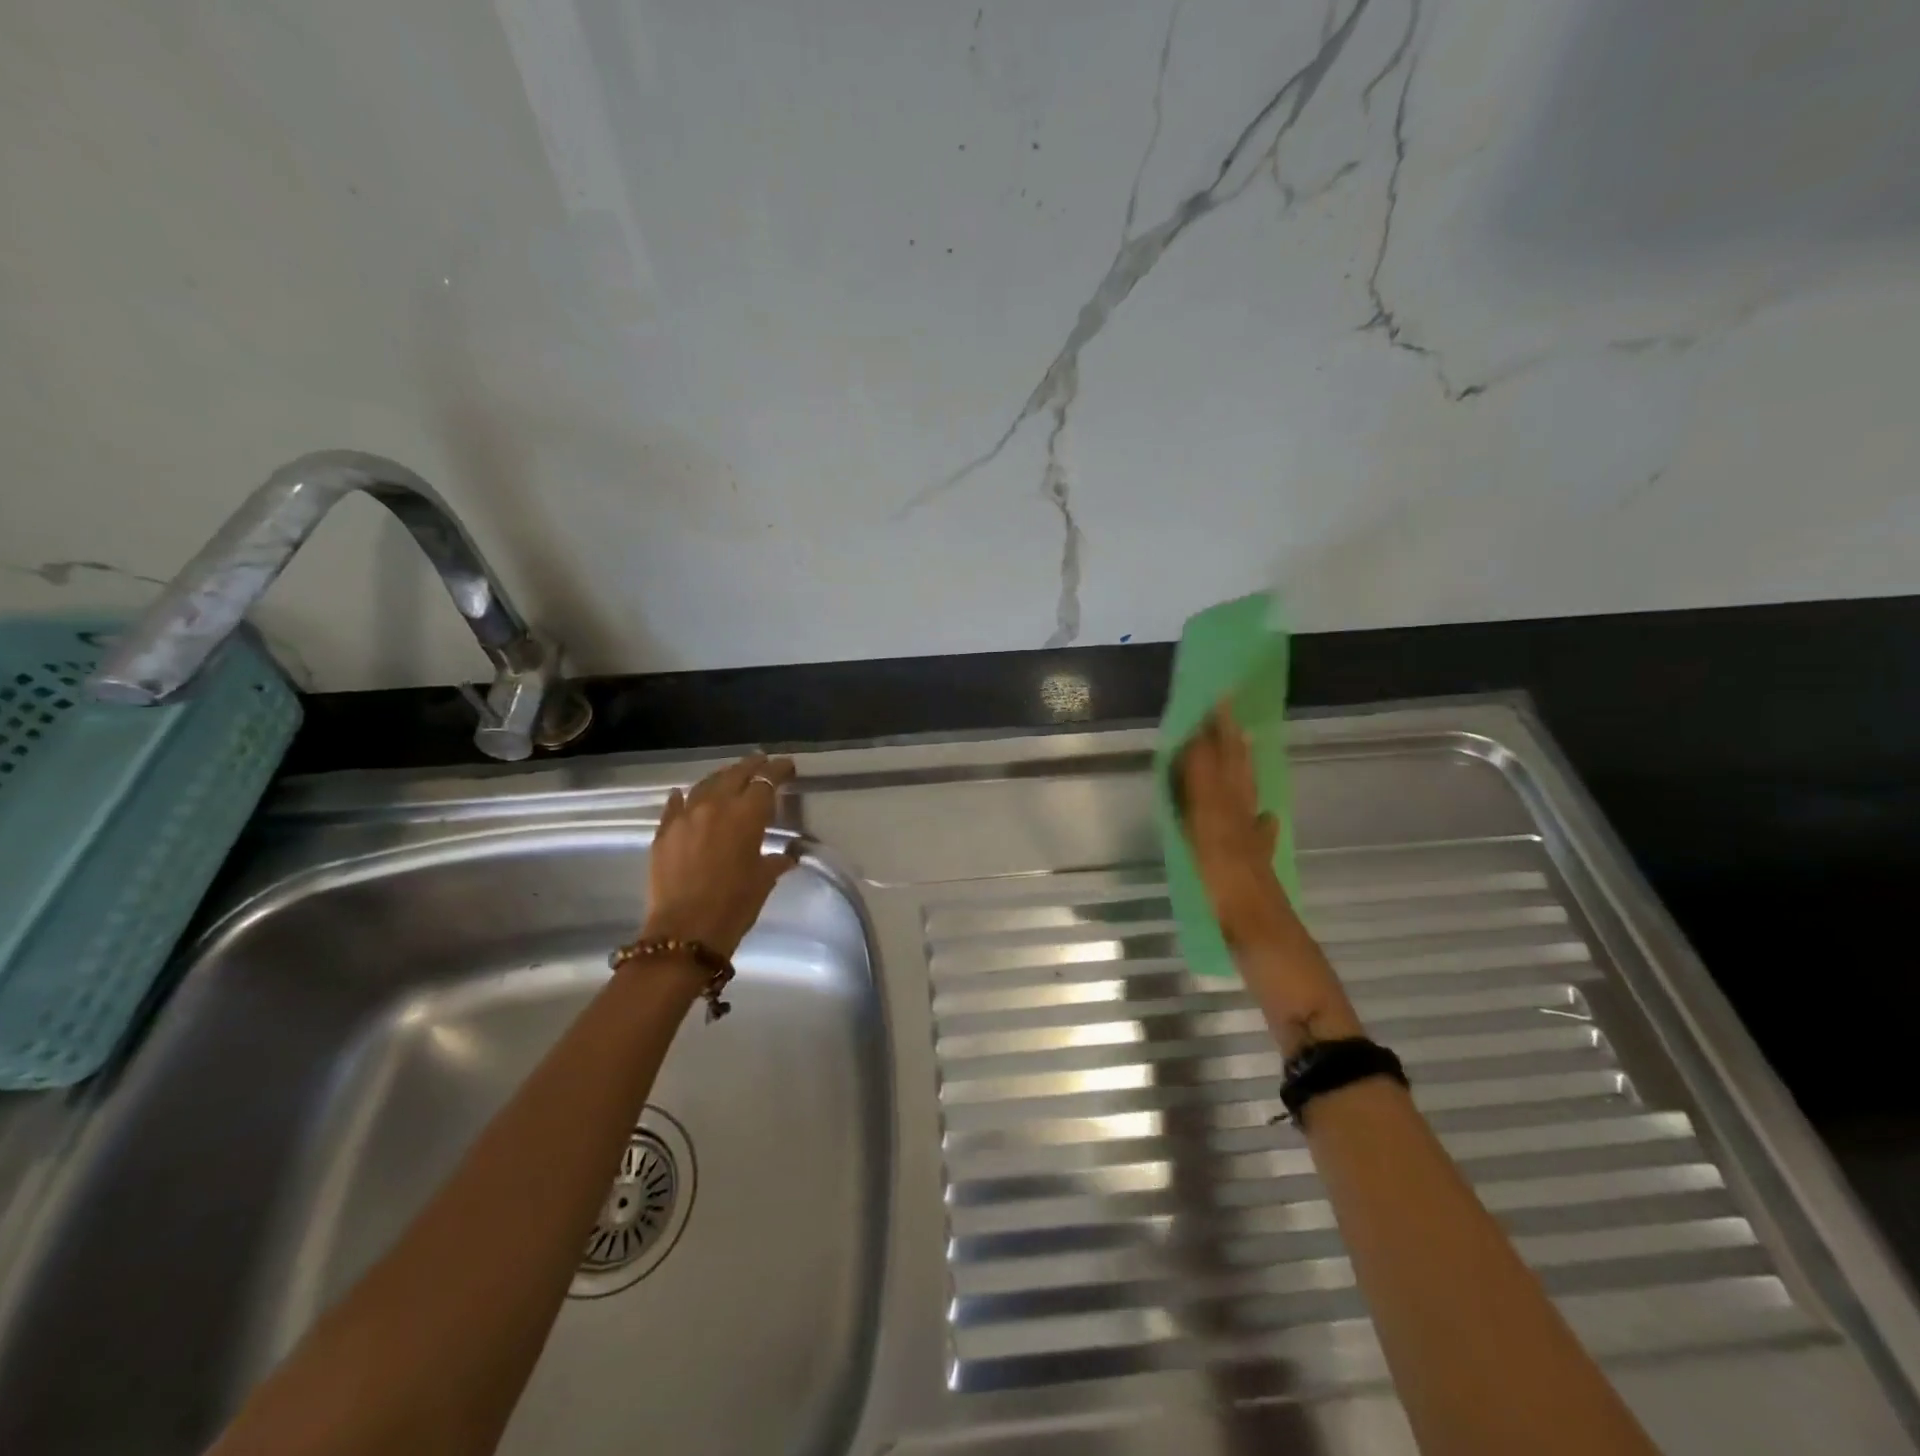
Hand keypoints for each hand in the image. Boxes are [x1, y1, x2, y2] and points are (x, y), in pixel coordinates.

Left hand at [642, 753, 800, 956]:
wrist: (686, 931)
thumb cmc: (735, 905)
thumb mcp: (764, 880)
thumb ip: (775, 860)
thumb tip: (786, 855)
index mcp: (746, 814)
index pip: (766, 781)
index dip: (778, 770)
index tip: (787, 766)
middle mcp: (715, 805)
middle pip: (735, 774)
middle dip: (752, 765)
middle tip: (762, 762)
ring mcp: (685, 816)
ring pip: (705, 784)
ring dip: (721, 777)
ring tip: (730, 777)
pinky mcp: (663, 832)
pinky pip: (675, 805)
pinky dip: (685, 797)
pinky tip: (684, 796)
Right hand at [1175, 703, 1290, 944]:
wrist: (1280, 962)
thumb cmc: (1241, 917)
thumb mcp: (1218, 859)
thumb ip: (1207, 809)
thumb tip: (1195, 756)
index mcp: (1229, 825)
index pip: (1217, 773)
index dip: (1211, 740)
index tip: (1207, 705)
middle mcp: (1243, 830)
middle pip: (1236, 779)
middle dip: (1227, 744)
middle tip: (1223, 709)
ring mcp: (1253, 852)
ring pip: (1245, 800)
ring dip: (1240, 771)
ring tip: (1239, 745)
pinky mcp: (1258, 874)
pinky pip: (1257, 836)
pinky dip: (1257, 820)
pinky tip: (1264, 816)